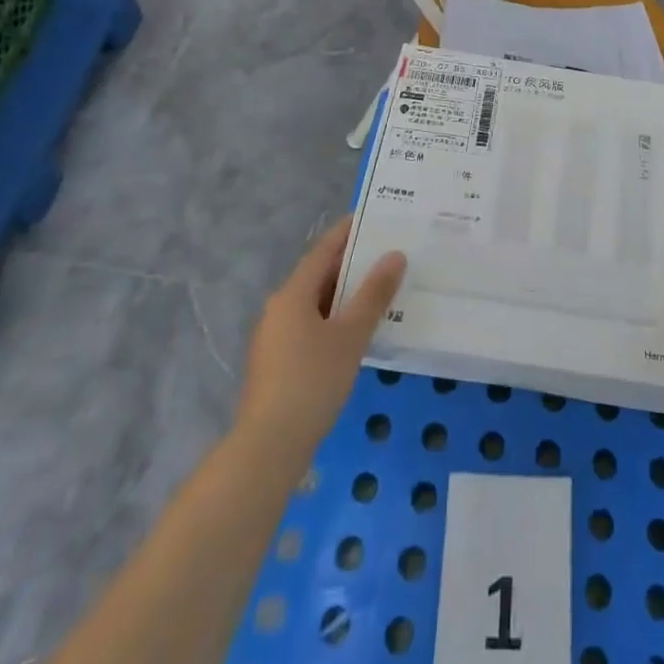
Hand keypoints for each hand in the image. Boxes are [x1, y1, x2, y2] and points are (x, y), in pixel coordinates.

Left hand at [237, 219, 406, 456]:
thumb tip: (394, 255)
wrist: (269, 447)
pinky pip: (312, 326)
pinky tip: (359, 331)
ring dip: (346, 294)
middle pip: (319, 275)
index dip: (348, 231)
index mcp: (293, 294)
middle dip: (352, 263)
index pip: (324, 250)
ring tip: (381, 289)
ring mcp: (275, 337)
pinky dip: (336, 319)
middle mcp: (279, 308)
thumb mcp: (351, 335)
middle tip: (388, 252)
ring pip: (316, 303)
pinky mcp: (278, 363)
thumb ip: (374, 294)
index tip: (373, 216)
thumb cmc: (312, 381)